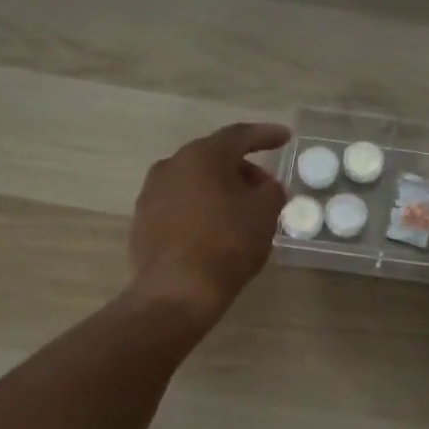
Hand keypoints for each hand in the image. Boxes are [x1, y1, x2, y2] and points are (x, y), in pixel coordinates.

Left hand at [128, 122, 290, 320]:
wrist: (176, 292)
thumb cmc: (227, 244)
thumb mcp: (265, 213)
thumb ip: (271, 190)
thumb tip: (265, 186)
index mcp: (202, 155)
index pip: (239, 135)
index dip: (265, 135)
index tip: (285, 138)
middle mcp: (172, 165)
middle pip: (214, 157)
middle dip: (242, 168)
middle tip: (265, 187)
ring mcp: (152, 193)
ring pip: (194, 181)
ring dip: (220, 189)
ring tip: (241, 211)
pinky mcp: (143, 221)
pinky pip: (180, 204)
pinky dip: (201, 209)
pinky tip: (215, 230)